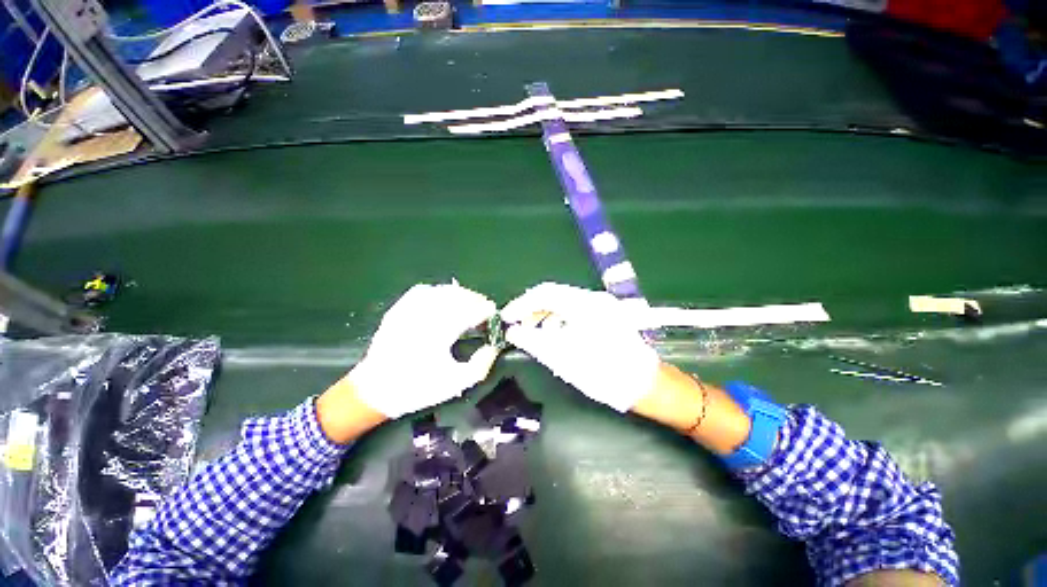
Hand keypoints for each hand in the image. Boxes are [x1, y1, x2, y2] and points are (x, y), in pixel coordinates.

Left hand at [347, 282, 498, 418]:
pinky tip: (444, 301)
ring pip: (442, 290)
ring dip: (460, 295)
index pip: (471, 309)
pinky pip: (423, 291)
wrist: (374, 390)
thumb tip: (493, 347)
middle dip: (475, 300)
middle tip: (483, 311)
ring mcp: (409, 309)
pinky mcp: (399, 308)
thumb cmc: (417, 388)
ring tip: (468, 305)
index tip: (493, 316)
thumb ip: (480, 366)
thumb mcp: (455, 384)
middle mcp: (425, 314)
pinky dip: (439, 292)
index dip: (486, 310)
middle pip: (458, 296)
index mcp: (440, 331)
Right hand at [501, 283, 659, 411]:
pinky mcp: (606, 316)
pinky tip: (554, 335)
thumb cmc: (603, 372)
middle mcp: (593, 299)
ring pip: (564, 302)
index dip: (522, 304)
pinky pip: (575, 311)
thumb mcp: (563, 358)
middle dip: (533, 309)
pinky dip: (559, 320)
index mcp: (583, 304)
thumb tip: (513, 332)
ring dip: (545, 315)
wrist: (644, 385)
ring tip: (533, 333)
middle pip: (554, 295)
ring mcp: (602, 306)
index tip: (506, 318)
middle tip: (518, 326)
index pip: (544, 293)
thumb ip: (534, 341)